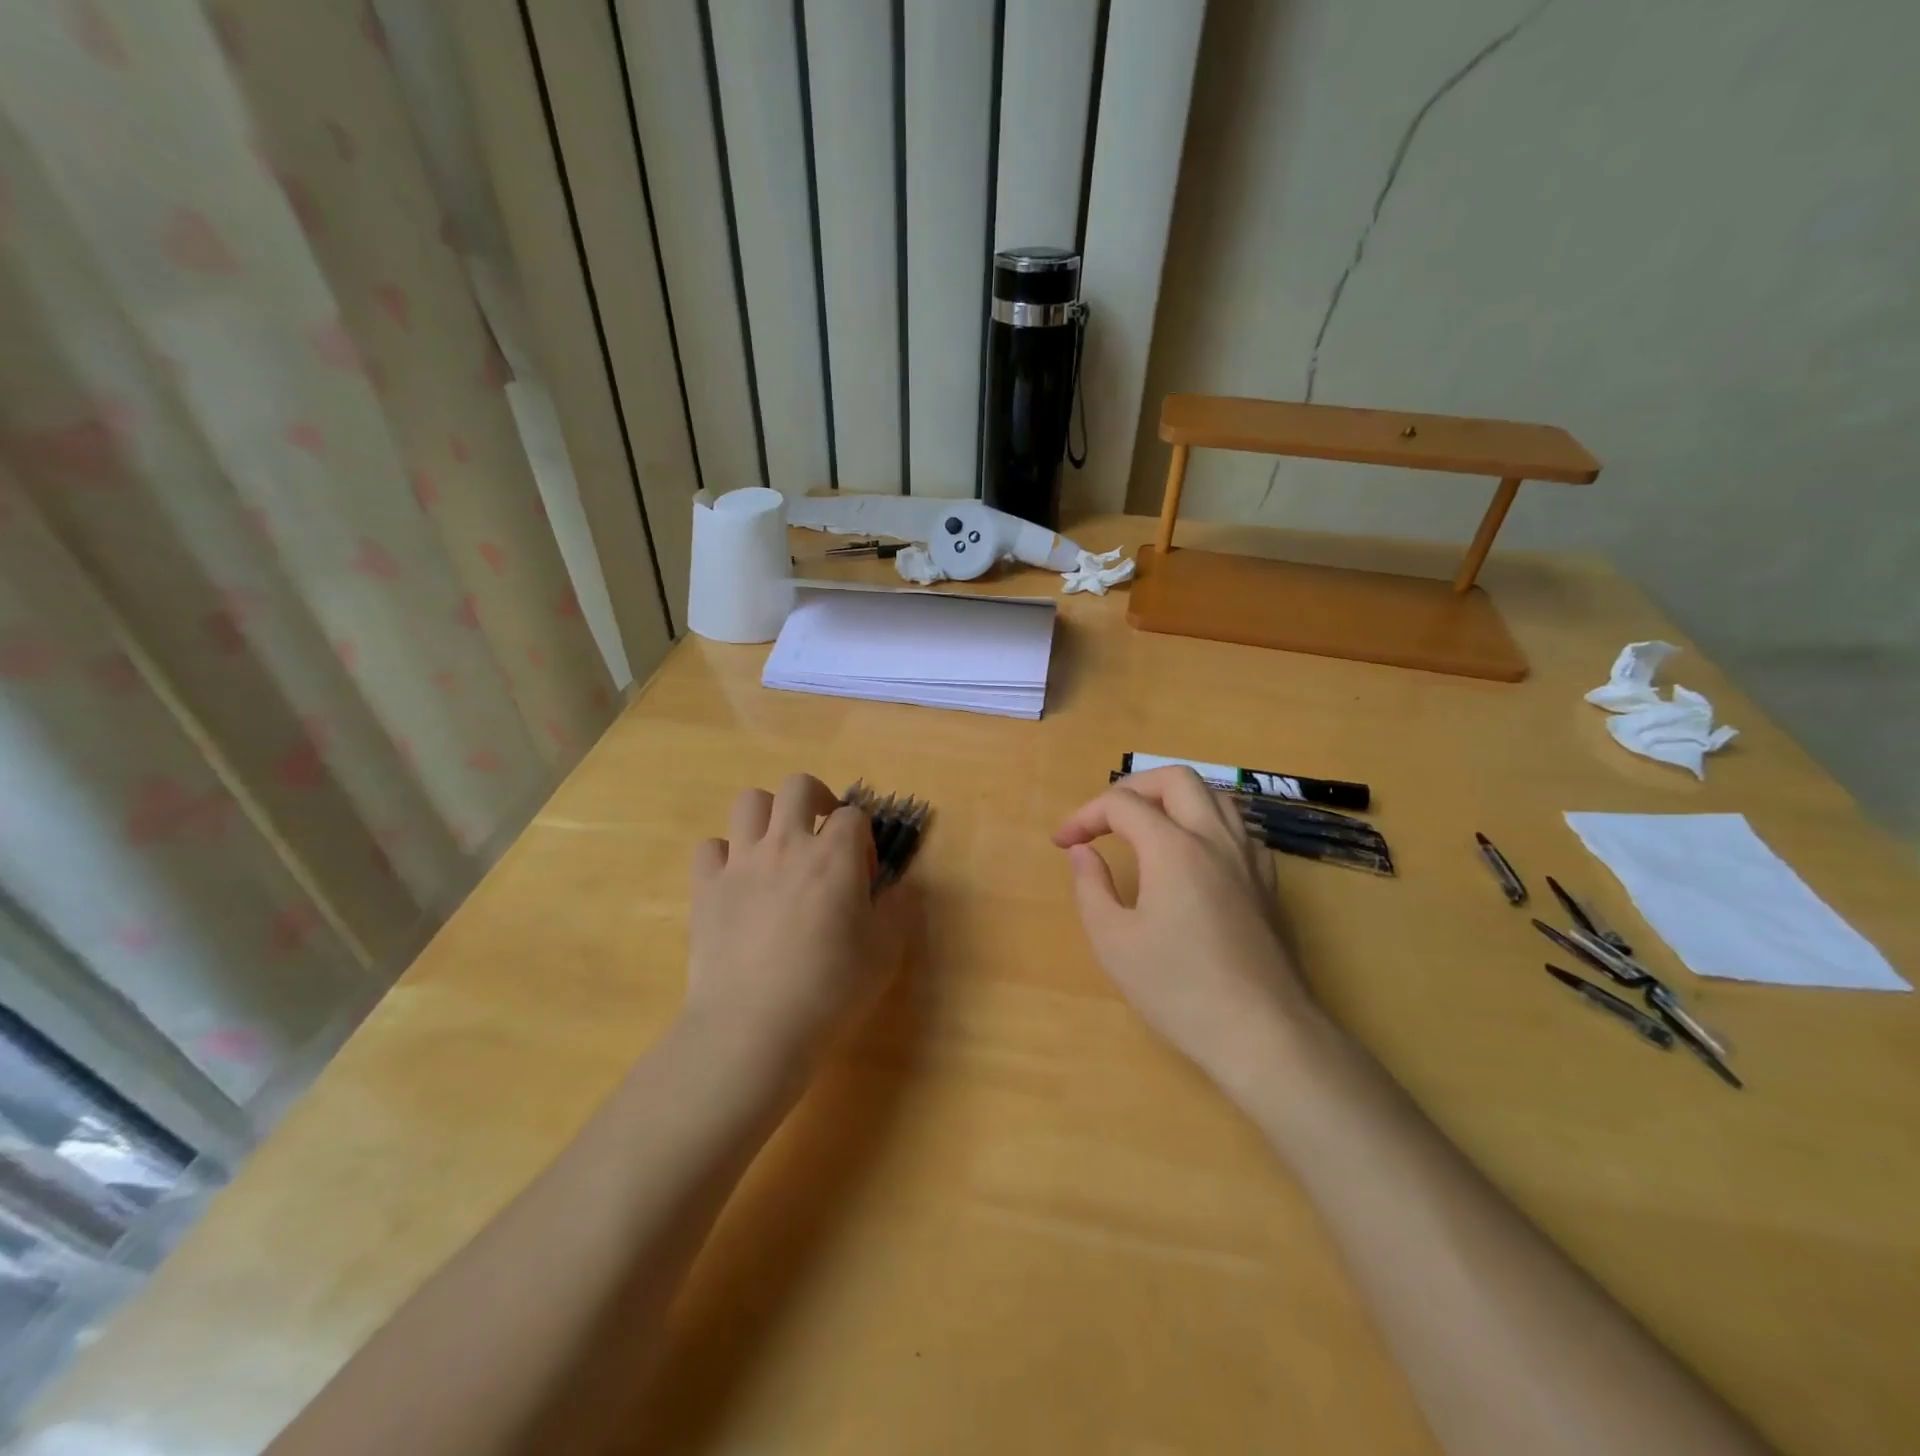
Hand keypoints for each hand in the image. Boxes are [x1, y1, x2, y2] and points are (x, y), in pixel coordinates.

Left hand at [684, 774, 907, 1074]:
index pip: (854, 815)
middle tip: (822, 831)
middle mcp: (787, 845)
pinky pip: (710, 847)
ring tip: (778, 845)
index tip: (863, 871)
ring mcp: (741, 863)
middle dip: (817, 798)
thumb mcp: (885, 952)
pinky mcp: (706, 888)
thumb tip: (898, 887)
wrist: (754, 1027)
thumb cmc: (830, 989)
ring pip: (749, 802)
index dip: (863, 837)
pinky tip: (737, 880)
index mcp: (835, 856)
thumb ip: (897, 910)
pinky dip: (725, 855)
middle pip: (798, 786)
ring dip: (768, 815)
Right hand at [1053, 767, 1316, 1092]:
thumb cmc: (1178, 989)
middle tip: (1106, 820)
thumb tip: (1082, 851)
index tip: (1063, 843)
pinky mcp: (1269, 884)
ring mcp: (1249, 859)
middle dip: (1133, 788)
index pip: (1122, 804)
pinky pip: (1238, 829)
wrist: (1262, 1034)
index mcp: (1174, 848)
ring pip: (1215, 796)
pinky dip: (1207, 824)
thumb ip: (1090, 886)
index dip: (1084, 816)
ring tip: (1146, 829)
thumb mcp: (1113, 942)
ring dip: (1173, 800)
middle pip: (1176, 779)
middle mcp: (1215, 839)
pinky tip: (1194, 858)